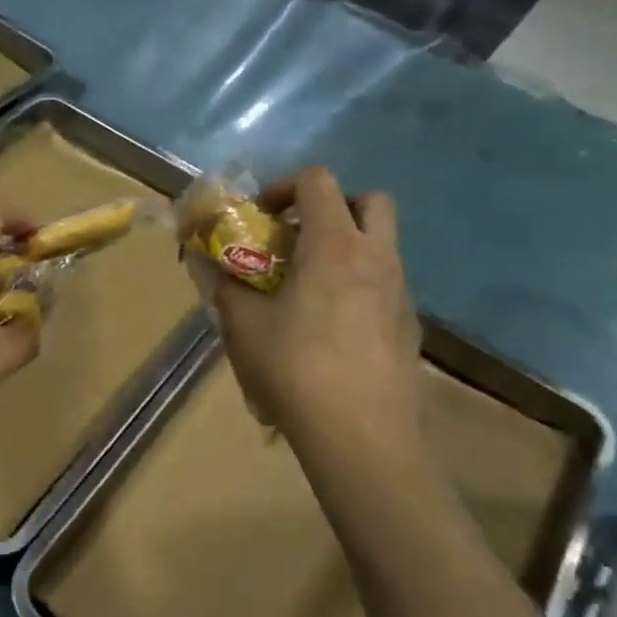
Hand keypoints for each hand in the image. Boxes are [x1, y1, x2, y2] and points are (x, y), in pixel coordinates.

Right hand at [210, 168, 423, 454]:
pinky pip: (385, 286)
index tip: (261, 216)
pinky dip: (359, 287)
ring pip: (381, 246)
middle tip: (299, 238)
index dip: (284, 187)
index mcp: (334, 245)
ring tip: (308, 289)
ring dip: (347, 249)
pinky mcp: (410, 326)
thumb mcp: (244, 326)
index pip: (318, 181)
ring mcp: (401, 292)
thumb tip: (206, 265)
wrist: (360, 435)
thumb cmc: (295, 368)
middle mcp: (376, 257)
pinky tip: (332, 330)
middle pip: (370, 201)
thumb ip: (224, 286)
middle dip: (334, 207)